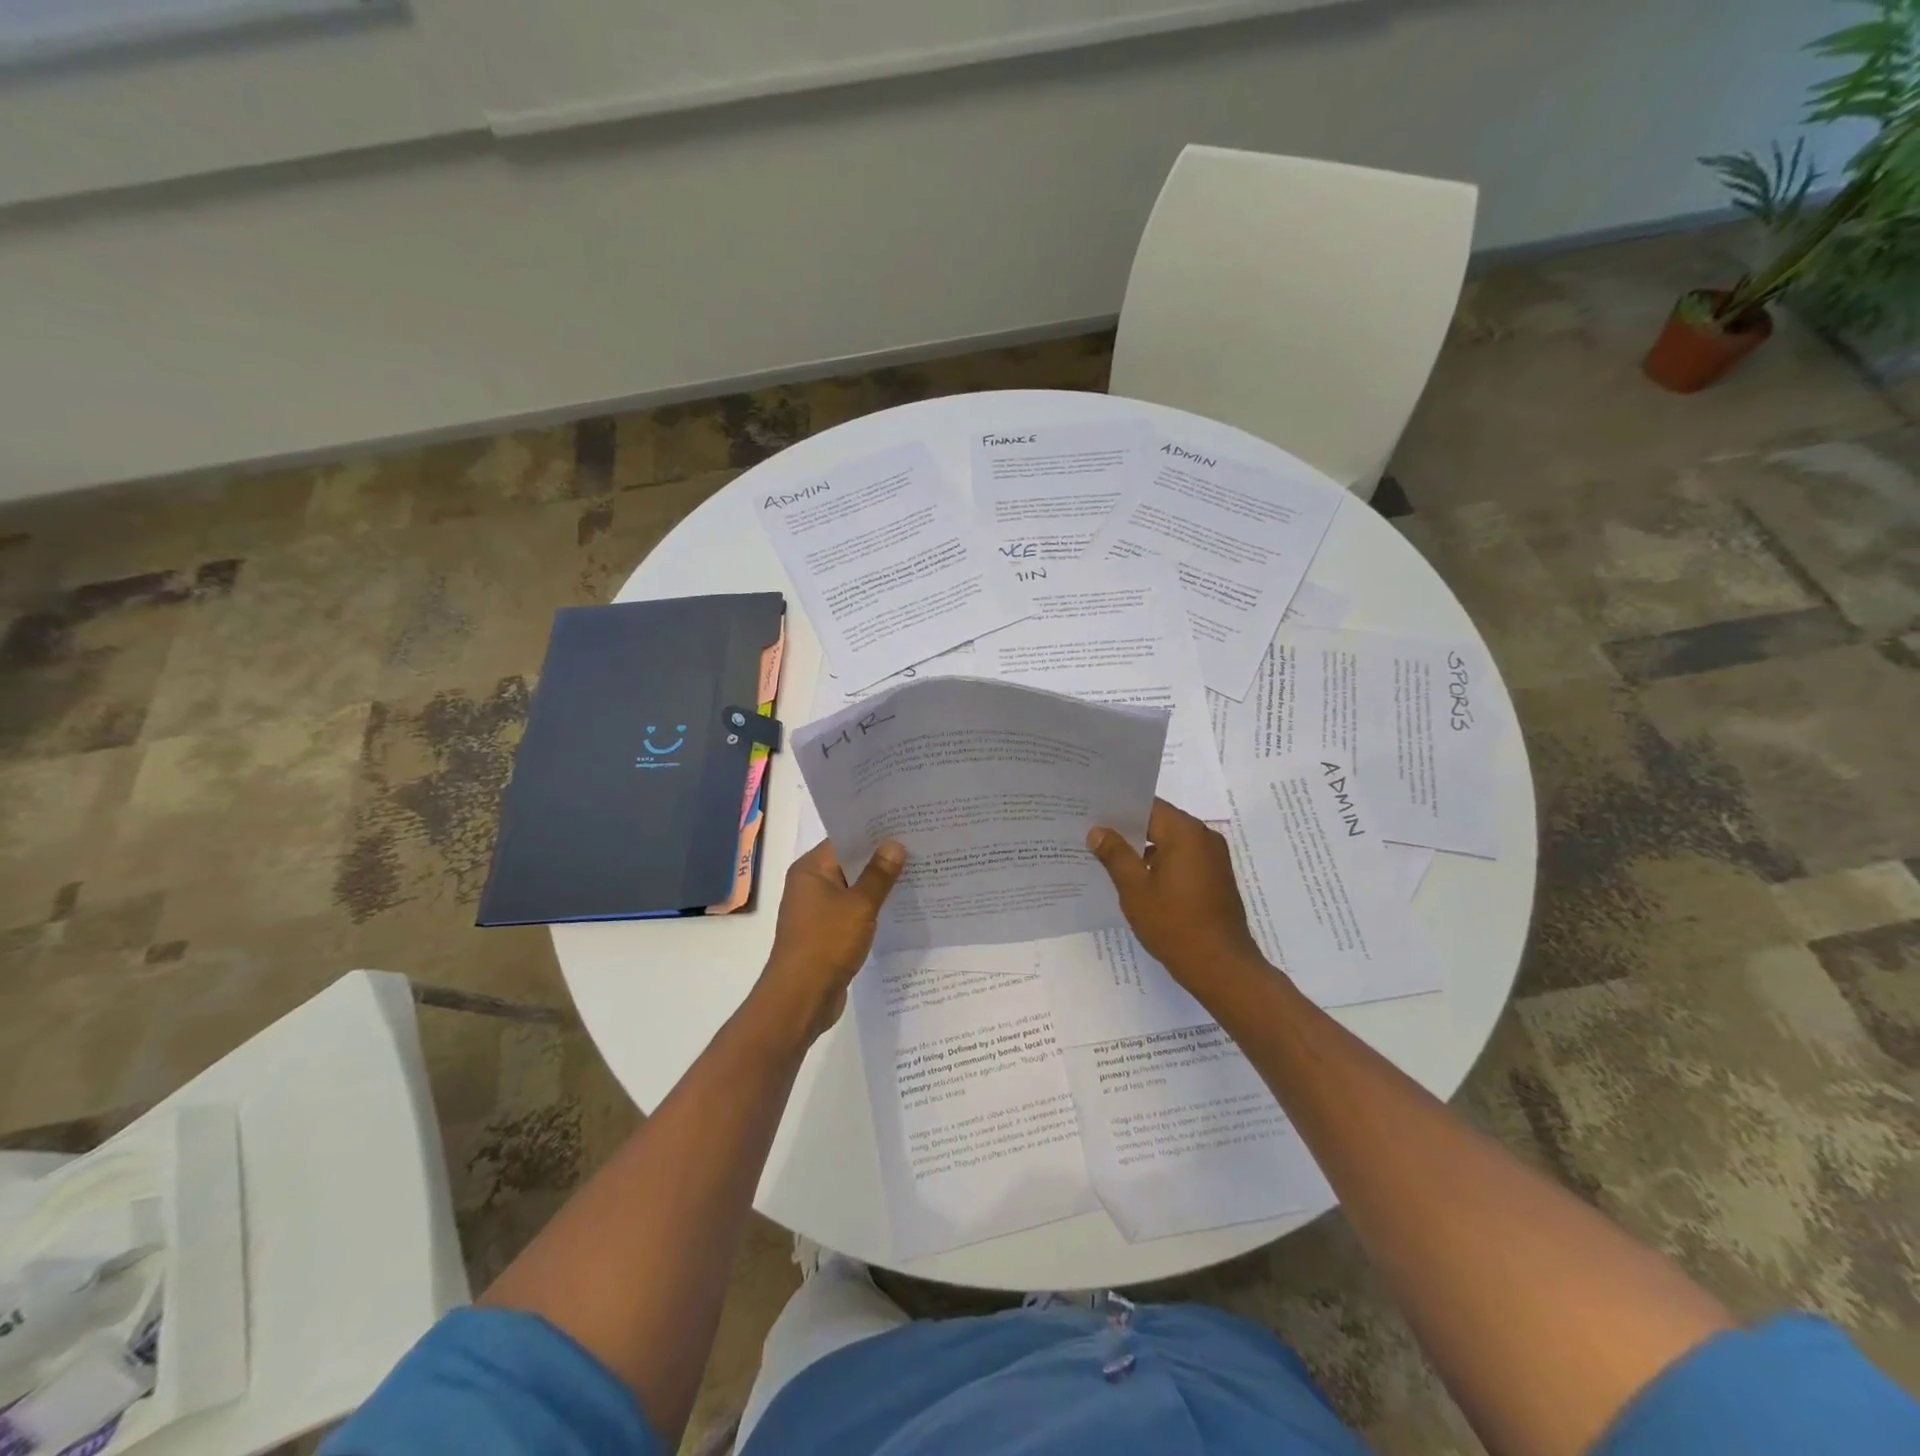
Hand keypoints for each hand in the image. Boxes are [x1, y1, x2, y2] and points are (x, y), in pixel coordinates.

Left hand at [759, 838, 906, 1041]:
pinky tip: (899, 906)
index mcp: (811, 869)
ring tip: (916, 872)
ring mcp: (817, 910)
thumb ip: (879, 875)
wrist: (800, 998)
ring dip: (878, 885)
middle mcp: (810, 884)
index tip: (905, 824)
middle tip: (918, 846)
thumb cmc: (826, 943)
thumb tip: (895, 844)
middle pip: (849, 862)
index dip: (874, 832)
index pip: (844, 838)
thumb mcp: (859, 906)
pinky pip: (852, 911)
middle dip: (881, 857)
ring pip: (852, 888)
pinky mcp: (826, 933)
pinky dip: (871, 908)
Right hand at [1086, 799, 1266, 989]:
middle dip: (1128, 829)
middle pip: (1160, 822)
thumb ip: (1115, 855)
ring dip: (1144, 848)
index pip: (1147, 806)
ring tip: (1108, 858)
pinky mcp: (1216, 877)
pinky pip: (1182, 858)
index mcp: (1185, 832)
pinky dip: (1161, 863)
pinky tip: (1136, 879)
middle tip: (1093, 835)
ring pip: (1170, 841)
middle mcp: (1204, 837)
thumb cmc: (1175, 924)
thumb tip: (1097, 831)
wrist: (1221, 967)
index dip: (1118, 809)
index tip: (1091, 814)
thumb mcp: (1135, 889)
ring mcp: (1213, 858)